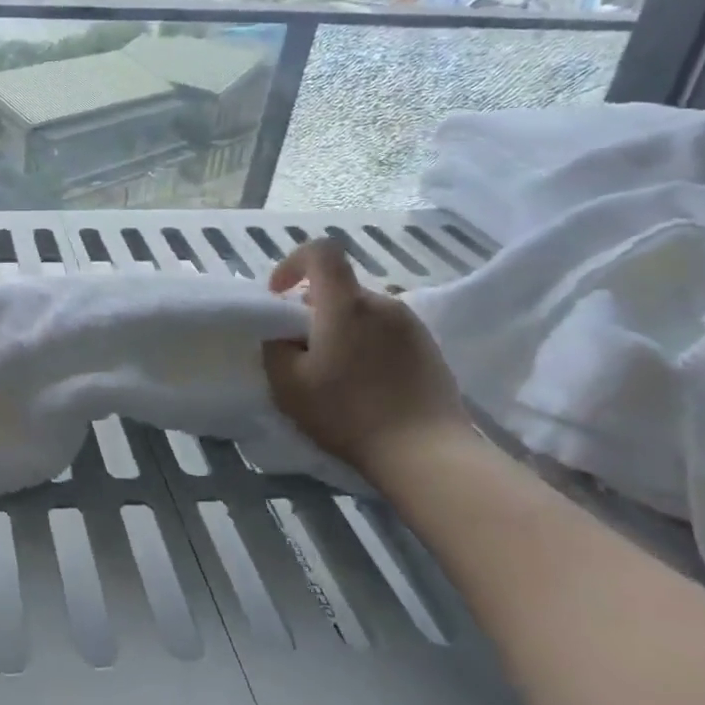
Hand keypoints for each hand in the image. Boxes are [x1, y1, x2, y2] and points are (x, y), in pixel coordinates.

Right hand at [262, 238, 468, 475]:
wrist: (426, 453)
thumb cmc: (348, 413)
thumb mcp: (288, 385)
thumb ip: (274, 347)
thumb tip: (282, 333)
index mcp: (345, 304)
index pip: (321, 251)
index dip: (293, 263)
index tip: (277, 295)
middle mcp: (382, 303)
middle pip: (339, 288)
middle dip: (313, 309)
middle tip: (300, 350)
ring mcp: (411, 324)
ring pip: (362, 312)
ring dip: (341, 329)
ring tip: (333, 372)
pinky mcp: (429, 348)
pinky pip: (386, 332)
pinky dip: (366, 346)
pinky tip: (364, 385)